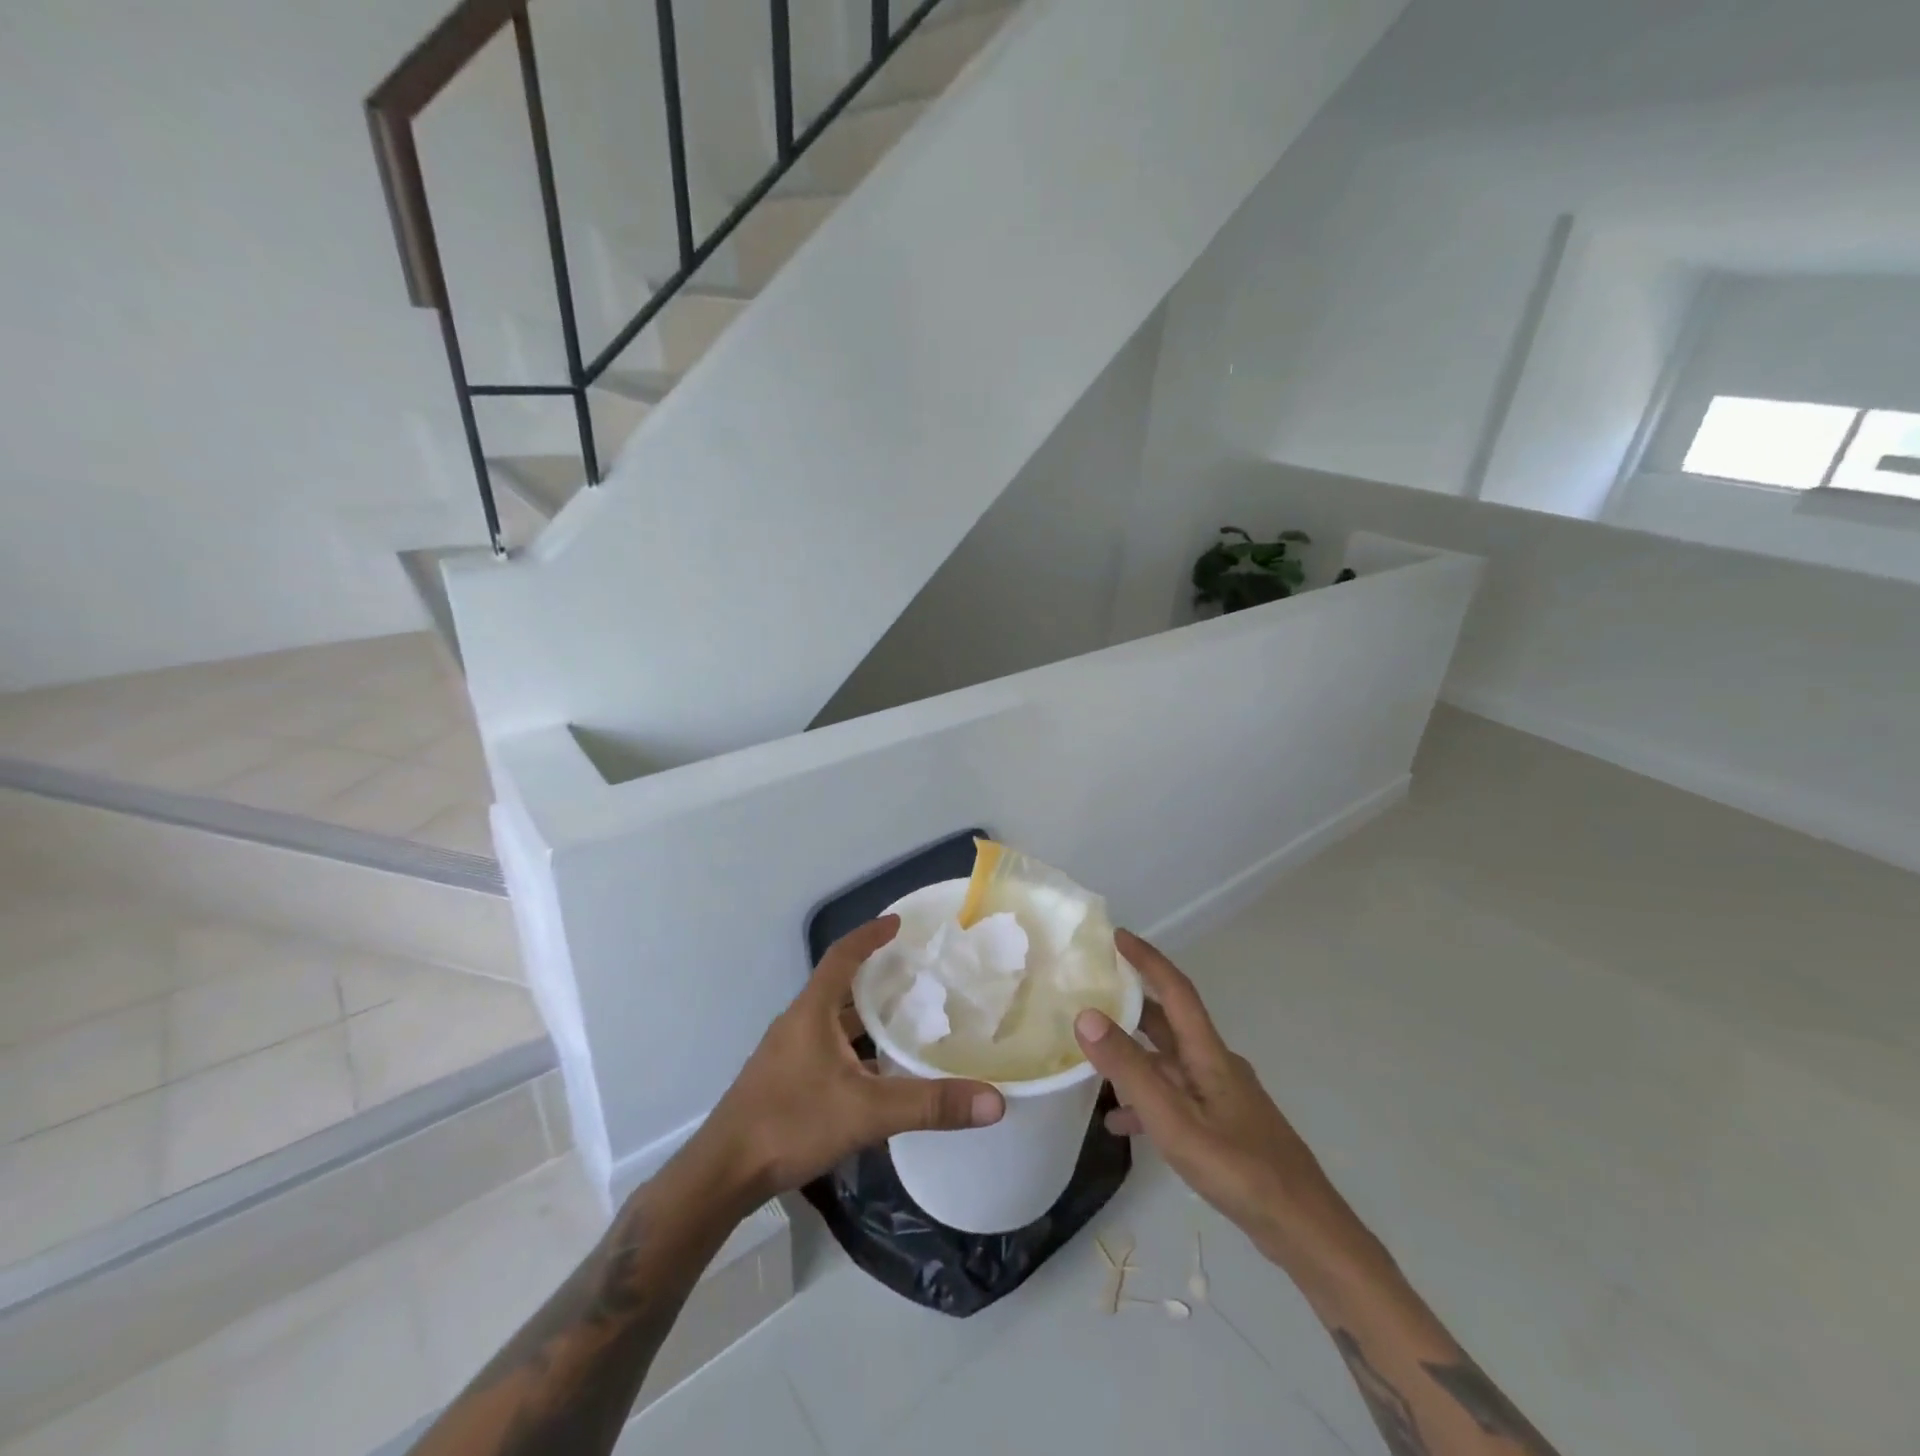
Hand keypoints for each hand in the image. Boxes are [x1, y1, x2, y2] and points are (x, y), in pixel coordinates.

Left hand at [690, 917, 1005, 1207]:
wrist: (724, 1173)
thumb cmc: (791, 1122)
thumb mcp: (867, 1111)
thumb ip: (930, 1105)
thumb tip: (995, 1101)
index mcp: (812, 1011)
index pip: (843, 956)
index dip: (871, 936)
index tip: (899, 923)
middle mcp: (798, 1023)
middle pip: (840, 986)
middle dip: (877, 977)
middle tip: (918, 974)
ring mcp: (788, 1053)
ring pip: (834, 1021)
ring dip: (866, 1016)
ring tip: (908, 1018)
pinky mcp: (785, 1080)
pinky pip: (828, 1049)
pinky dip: (855, 1048)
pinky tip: (879, 1072)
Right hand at [1075, 931, 1356, 1274]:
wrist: (1304, 1231)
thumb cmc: (1238, 1169)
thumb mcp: (1174, 1120)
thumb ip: (1130, 1069)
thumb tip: (1086, 1015)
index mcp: (1208, 1054)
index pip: (1175, 989)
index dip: (1147, 959)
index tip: (1116, 936)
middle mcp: (1216, 1065)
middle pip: (1169, 1022)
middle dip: (1132, 1004)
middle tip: (1092, 991)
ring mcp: (1222, 1096)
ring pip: (1169, 1062)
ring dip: (1134, 1055)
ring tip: (1093, 1059)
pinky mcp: (1224, 1124)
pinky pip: (1176, 1096)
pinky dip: (1147, 1098)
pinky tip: (1121, 1123)